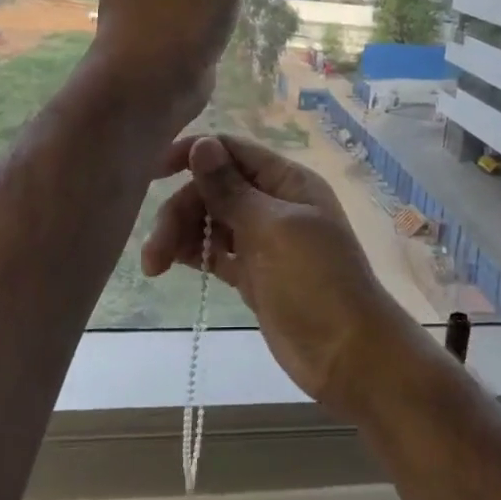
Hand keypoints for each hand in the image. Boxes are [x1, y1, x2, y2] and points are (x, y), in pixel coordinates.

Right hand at [141, 135, 436, 421]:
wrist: (348, 355)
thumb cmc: (316, 282)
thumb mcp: (272, 229)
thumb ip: (232, 189)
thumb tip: (201, 144)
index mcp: (287, 181)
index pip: (231, 151)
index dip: (192, 154)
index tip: (152, 174)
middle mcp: (274, 204)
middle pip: (214, 189)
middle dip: (181, 210)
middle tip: (155, 250)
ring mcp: (264, 241)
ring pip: (211, 221)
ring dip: (181, 235)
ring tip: (155, 266)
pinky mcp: (254, 274)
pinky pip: (217, 252)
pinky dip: (195, 253)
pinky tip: (171, 264)